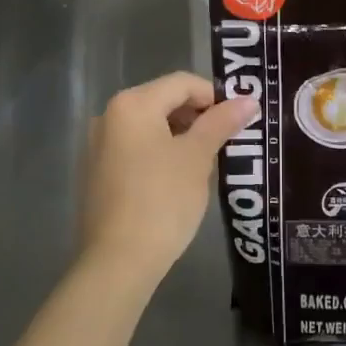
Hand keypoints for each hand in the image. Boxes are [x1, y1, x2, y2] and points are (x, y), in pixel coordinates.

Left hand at [80, 72, 257, 287]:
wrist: (117, 262)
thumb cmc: (162, 200)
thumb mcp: (197, 158)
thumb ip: (221, 123)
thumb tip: (249, 100)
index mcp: (132, 104)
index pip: (182, 83)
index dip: (215, 96)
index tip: (239, 120)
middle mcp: (109, 115)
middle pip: (163, 100)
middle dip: (198, 116)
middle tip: (226, 141)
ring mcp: (98, 144)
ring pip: (150, 126)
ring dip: (180, 135)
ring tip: (206, 162)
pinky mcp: (97, 171)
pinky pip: (135, 147)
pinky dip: (160, 152)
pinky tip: (178, 179)